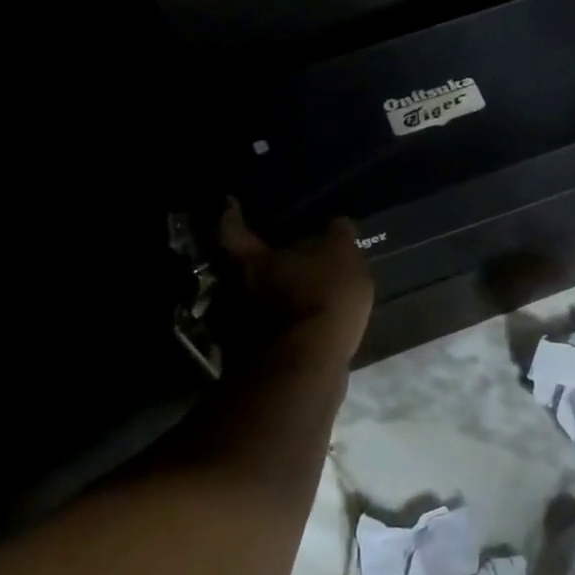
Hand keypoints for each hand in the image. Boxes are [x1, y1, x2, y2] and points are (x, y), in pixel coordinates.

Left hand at [219, 200, 374, 361]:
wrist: (306, 368)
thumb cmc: (321, 299)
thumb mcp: (343, 258)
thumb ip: (338, 237)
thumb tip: (336, 224)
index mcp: (250, 260)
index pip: (232, 229)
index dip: (233, 216)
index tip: (232, 205)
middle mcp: (232, 290)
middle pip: (237, 269)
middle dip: (255, 264)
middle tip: (276, 256)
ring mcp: (236, 328)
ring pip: (249, 303)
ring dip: (266, 299)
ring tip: (292, 294)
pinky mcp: (250, 360)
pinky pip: (263, 333)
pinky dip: (276, 327)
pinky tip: (298, 327)